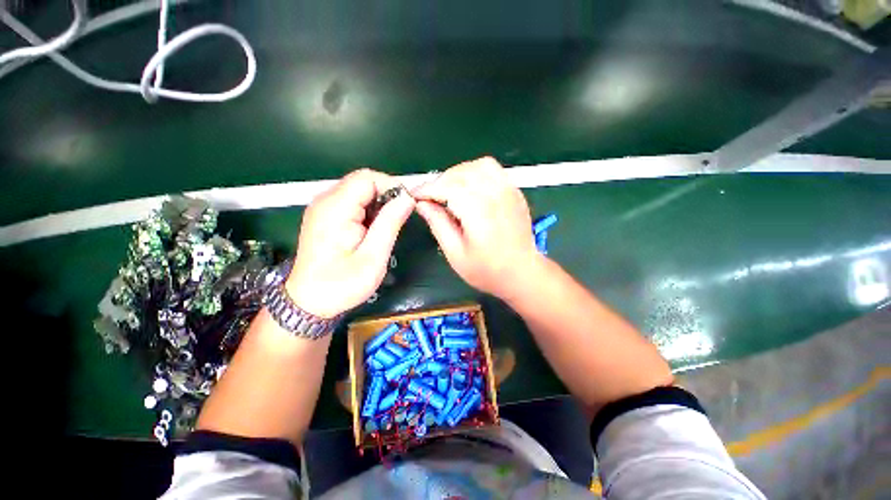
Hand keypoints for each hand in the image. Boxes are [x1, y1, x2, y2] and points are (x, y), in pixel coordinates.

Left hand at [286, 169, 414, 317]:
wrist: (308, 302)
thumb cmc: (341, 285)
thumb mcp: (373, 257)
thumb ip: (390, 224)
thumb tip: (407, 198)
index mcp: (335, 209)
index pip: (367, 178)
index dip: (391, 186)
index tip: (407, 205)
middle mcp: (325, 201)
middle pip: (362, 181)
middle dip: (386, 195)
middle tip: (398, 219)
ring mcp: (322, 207)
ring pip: (358, 190)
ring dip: (378, 203)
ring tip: (385, 228)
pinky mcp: (324, 215)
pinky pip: (351, 201)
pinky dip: (368, 209)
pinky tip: (371, 229)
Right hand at [414, 157, 541, 299]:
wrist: (523, 273)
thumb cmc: (487, 270)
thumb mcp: (456, 254)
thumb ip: (438, 225)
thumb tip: (421, 204)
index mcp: (479, 213)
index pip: (448, 187)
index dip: (428, 189)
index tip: (415, 195)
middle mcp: (495, 196)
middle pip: (462, 173)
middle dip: (440, 181)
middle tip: (431, 197)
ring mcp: (509, 191)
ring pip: (479, 166)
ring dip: (459, 173)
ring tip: (449, 189)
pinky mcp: (515, 191)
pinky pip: (493, 170)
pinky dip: (476, 172)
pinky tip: (470, 188)